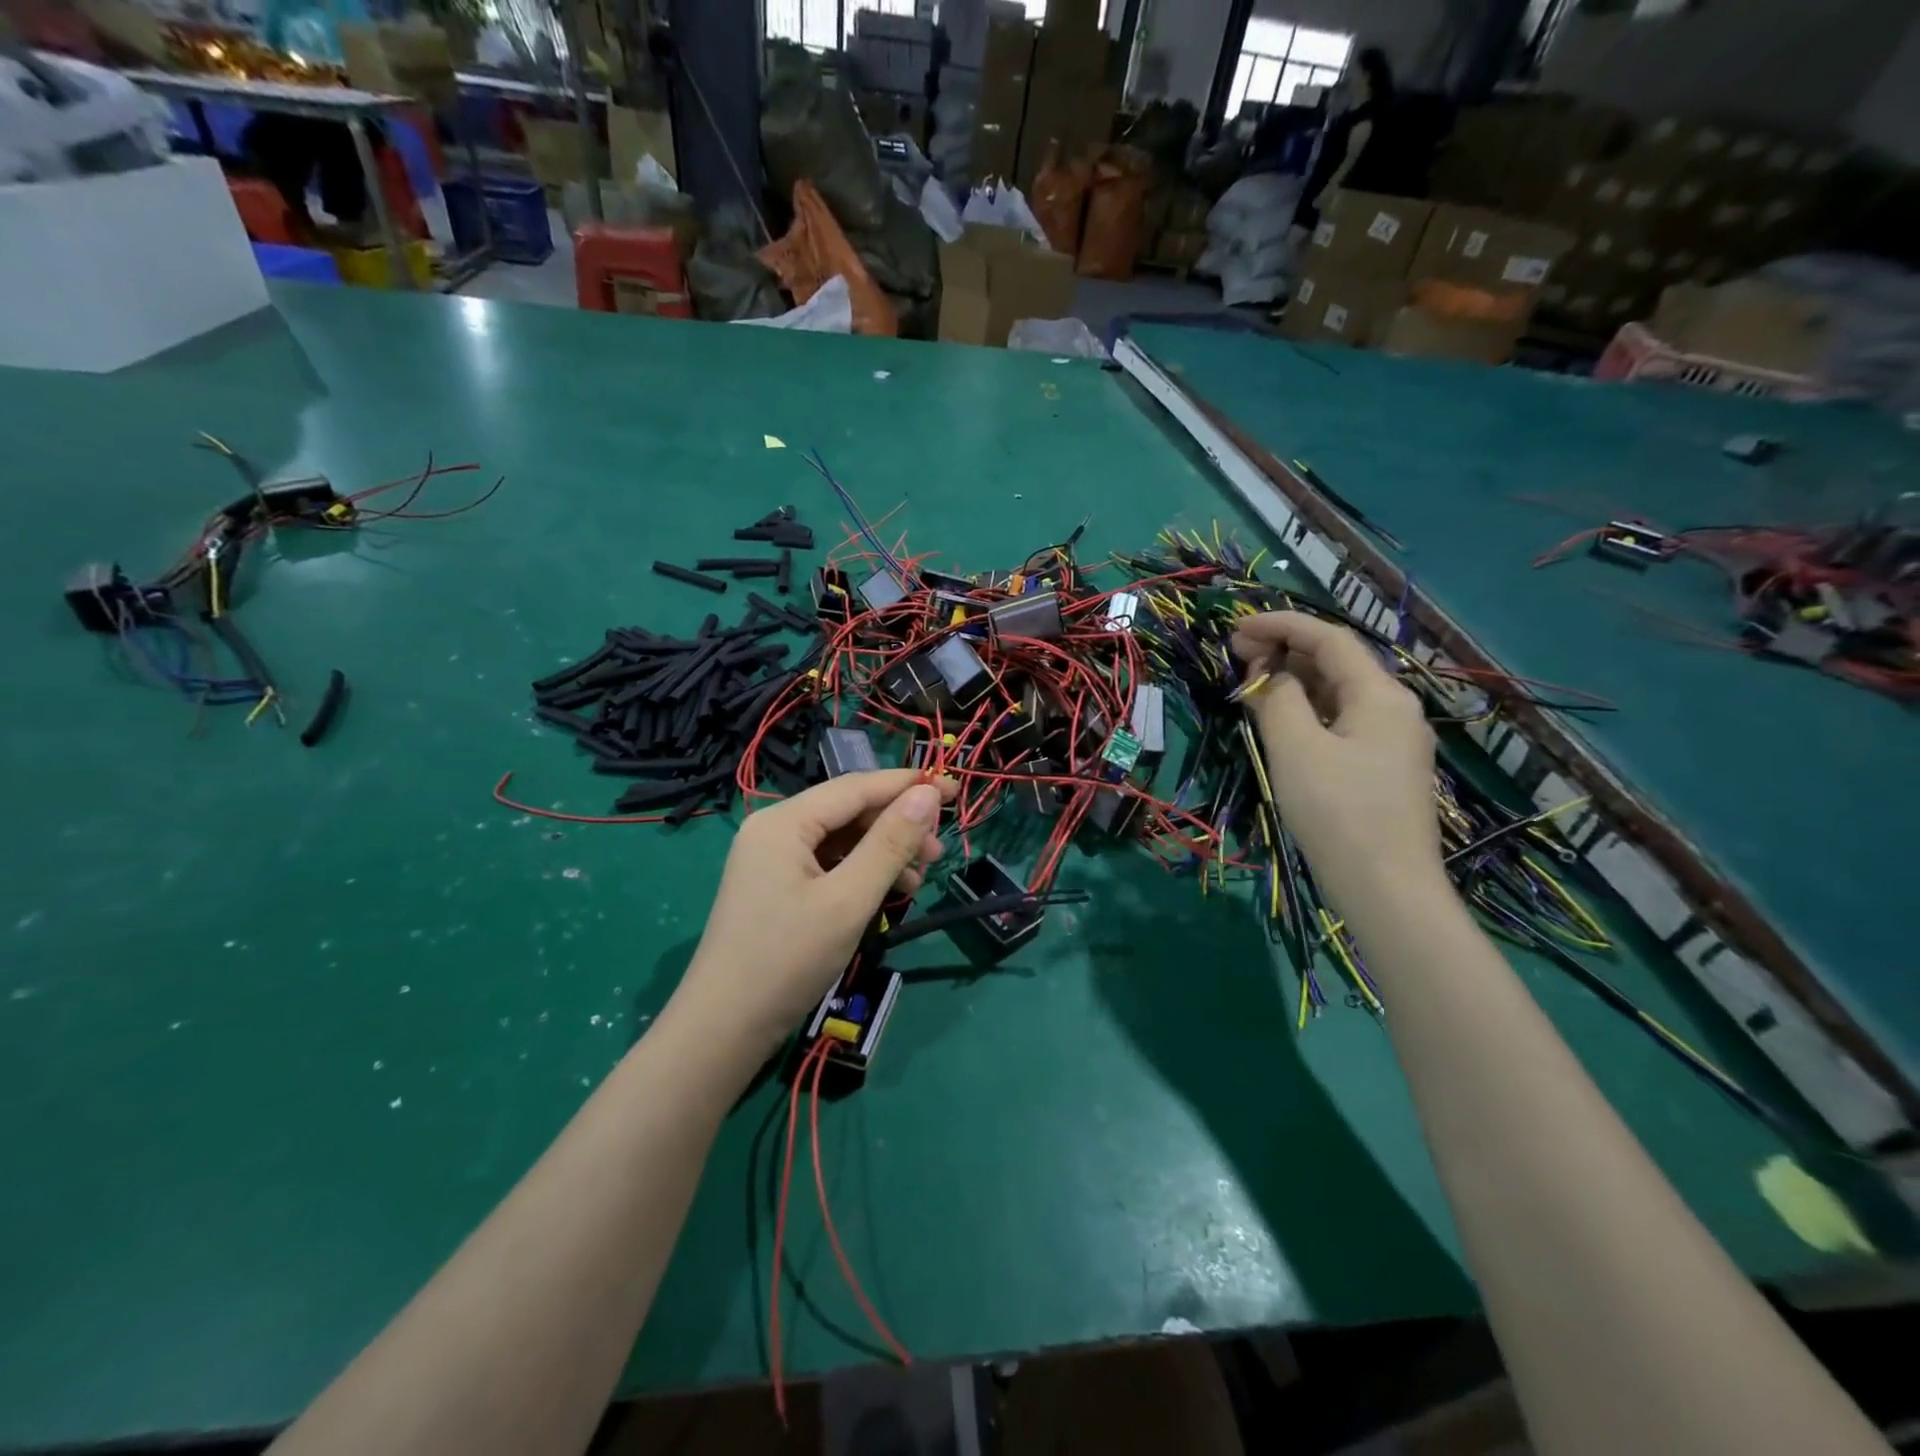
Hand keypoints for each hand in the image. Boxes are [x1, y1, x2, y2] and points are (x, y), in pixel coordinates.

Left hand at [672, 770, 955, 1058]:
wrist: (724, 1028)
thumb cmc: (788, 959)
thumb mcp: (849, 899)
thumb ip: (890, 843)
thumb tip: (928, 793)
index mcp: (785, 821)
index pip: (857, 787)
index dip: (908, 785)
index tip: (956, 790)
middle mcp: (775, 829)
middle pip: (848, 811)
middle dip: (897, 825)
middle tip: (938, 851)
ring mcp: (772, 859)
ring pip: (841, 839)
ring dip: (883, 852)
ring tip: (920, 877)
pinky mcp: (776, 886)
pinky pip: (828, 863)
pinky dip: (862, 872)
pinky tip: (889, 892)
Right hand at [1231, 612, 1438, 909]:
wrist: (1385, 888)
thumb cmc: (1338, 811)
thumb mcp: (1295, 746)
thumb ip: (1278, 698)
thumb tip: (1272, 678)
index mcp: (1380, 694)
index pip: (1328, 638)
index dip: (1280, 624)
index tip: (1235, 627)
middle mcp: (1393, 709)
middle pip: (1335, 662)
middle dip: (1284, 651)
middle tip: (1236, 657)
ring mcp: (1390, 741)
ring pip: (1336, 694)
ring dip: (1293, 682)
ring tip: (1249, 685)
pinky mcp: (1380, 769)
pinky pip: (1339, 723)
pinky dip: (1306, 712)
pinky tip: (1278, 720)